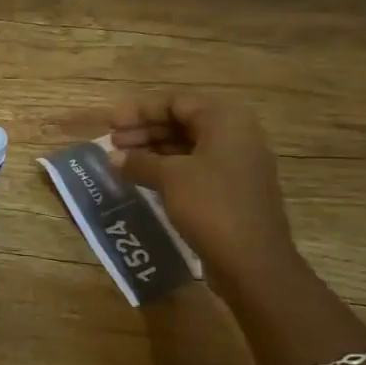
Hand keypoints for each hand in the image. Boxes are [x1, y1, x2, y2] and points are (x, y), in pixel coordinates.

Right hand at [107, 91, 300, 295]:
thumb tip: (114, 157)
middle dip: (144, 130)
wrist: (253, 262)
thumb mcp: (169, 178)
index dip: (139, 110)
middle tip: (112, 143)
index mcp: (225, 121)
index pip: (176, 102)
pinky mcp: (232, 191)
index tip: (111, 123)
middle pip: (182, 122)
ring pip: (187, 147)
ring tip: (121, 162)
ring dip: (153, 151)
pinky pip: (195, 169)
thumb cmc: (212, 206)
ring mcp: (237, 165)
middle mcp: (236, 136)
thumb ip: (139, 162)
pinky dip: (167, 170)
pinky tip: (142, 180)